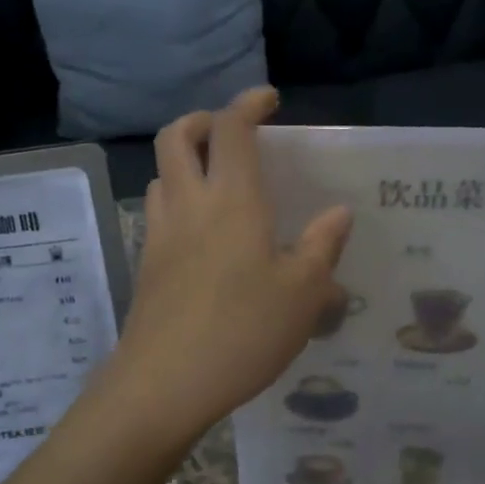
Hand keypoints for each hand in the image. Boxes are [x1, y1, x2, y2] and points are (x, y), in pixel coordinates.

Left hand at [98, 88, 351, 452]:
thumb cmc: (243, 332)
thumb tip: (339, 212)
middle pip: (176, 136)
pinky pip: (158, 213)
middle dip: (201, 120)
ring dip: (185, 162)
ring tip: (217, 183)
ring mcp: (160, 234)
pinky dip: (178, 201)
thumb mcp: (303, 294)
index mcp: (232, 200)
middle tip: (230, 133)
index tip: (269, 99)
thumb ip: (322, 247)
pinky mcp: (145, 265)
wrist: (164, 384)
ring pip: (161, 174)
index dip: (248, 103)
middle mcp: (189, 204)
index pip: (231, 128)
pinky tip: (203, 236)